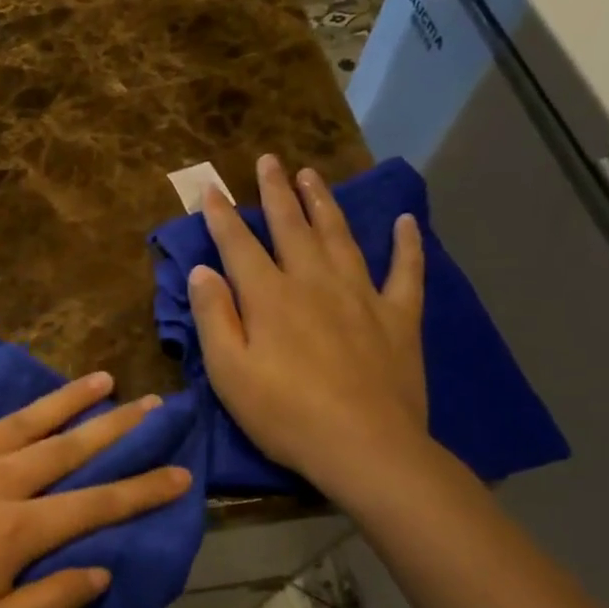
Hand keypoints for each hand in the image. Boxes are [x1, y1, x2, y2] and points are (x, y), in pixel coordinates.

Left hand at [0, 368, 192, 607]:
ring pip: (19, 420)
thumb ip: (50, 600)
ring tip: (98, 378)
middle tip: (153, 403)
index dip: (143, 490)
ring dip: (62, 399)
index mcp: (15, 530)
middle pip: (66, 448)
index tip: (182, 472)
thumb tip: (102, 569)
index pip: (95, 504)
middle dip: (115, 427)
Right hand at [191, 153, 429, 504]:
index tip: (212, 188)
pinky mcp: (398, 317)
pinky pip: (406, 271)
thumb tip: (202, 271)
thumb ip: (213, 317)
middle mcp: (313, 282)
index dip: (223, 216)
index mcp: (269, 297)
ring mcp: (361, 295)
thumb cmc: (284, 415)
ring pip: (340, 236)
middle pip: (292, 226)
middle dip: (276, 192)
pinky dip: (406, 245)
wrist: (364, 447)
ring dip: (324, 203)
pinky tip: (404, 222)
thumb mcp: (229, 373)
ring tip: (313, 175)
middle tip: (270, 160)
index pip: (239, 245)